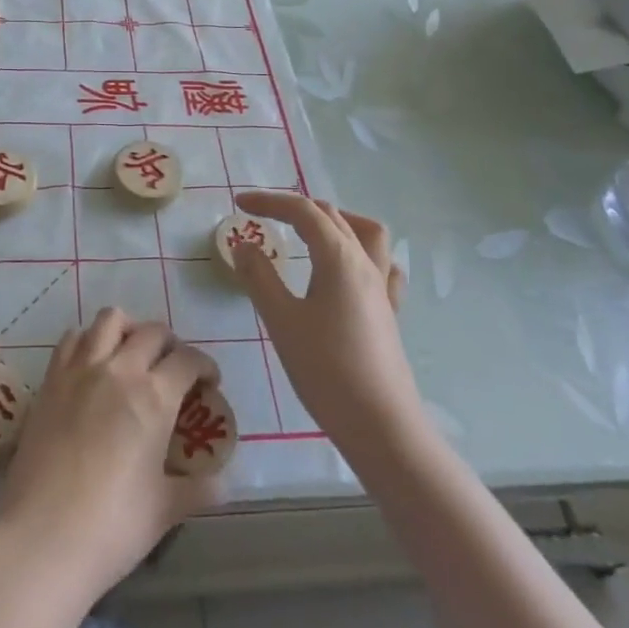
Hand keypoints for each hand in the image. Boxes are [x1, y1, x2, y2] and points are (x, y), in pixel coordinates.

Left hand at [0, 308, 217, 598]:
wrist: (41, 538)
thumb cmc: (111, 527)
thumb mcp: (164, 510)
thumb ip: (197, 489)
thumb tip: (224, 484)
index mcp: (154, 397)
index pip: (187, 360)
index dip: (204, 365)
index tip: (209, 381)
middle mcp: (119, 370)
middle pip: (151, 331)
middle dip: (170, 344)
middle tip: (173, 369)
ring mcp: (80, 370)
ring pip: (109, 320)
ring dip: (128, 329)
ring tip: (132, 353)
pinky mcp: (50, 380)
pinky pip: (71, 339)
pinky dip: (88, 340)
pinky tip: (93, 364)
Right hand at [233, 191, 421, 456]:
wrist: (381, 425)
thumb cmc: (326, 370)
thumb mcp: (282, 321)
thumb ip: (260, 277)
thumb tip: (243, 245)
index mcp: (338, 258)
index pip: (303, 211)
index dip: (269, 201)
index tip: (239, 203)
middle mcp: (364, 263)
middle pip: (331, 216)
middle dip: (295, 208)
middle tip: (263, 217)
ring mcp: (382, 287)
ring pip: (365, 232)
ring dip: (335, 221)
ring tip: (309, 231)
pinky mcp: (389, 312)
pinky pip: (382, 265)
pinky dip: (361, 253)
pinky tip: (349, 269)